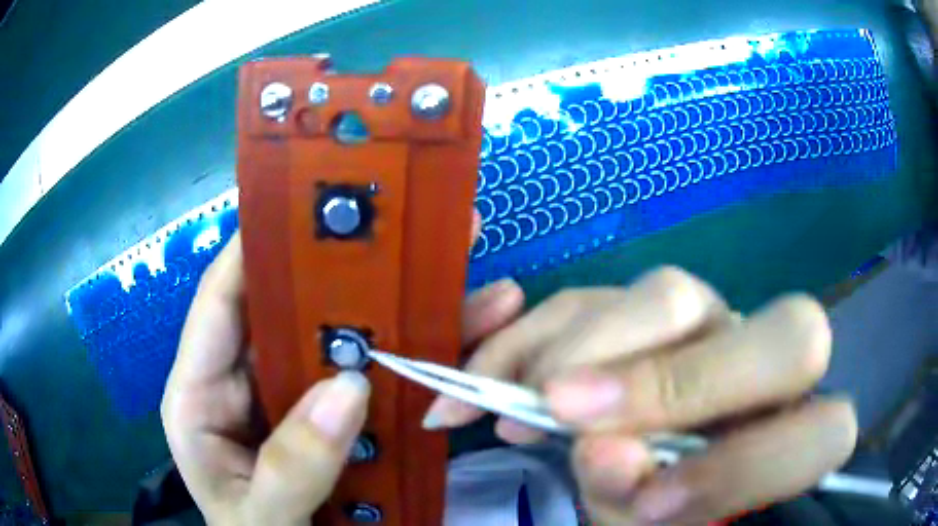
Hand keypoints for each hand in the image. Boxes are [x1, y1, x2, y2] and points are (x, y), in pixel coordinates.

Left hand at [161, 230, 523, 524]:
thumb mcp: (260, 518)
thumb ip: (290, 468)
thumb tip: (347, 389)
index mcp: (202, 395)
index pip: (222, 302)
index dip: (257, 249)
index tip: (307, 206)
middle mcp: (247, 383)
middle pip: (296, 314)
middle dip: (354, 277)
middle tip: (415, 235)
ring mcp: (294, 400)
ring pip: (347, 344)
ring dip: (404, 317)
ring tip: (467, 281)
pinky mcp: (333, 420)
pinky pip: (377, 382)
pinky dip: (418, 365)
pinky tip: (465, 343)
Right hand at [424, 267, 857, 524]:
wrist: (630, 468)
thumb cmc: (654, 510)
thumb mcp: (645, 524)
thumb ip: (637, 503)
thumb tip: (602, 452)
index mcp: (790, 440)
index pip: (826, 433)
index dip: (746, 468)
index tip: (647, 499)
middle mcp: (765, 370)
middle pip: (791, 333)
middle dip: (684, 381)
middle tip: (570, 411)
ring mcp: (710, 324)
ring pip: (675, 294)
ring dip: (592, 346)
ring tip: (523, 398)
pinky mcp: (644, 310)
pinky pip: (595, 296)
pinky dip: (536, 333)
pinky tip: (494, 372)